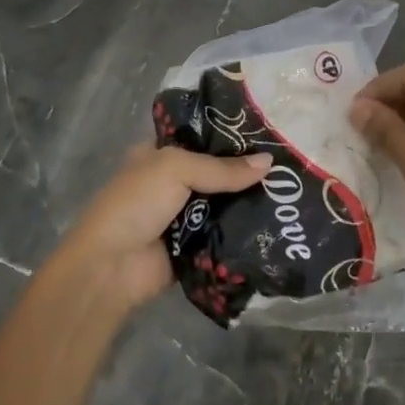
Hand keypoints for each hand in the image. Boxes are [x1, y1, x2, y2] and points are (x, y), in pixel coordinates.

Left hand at [52, 144, 270, 312]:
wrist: (111, 267)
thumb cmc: (136, 204)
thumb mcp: (175, 170)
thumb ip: (222, 168)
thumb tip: (270, 163)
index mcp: (159, 156)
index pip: (201, 139)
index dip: (231, 137)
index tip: (270, 137)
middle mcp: (172, 183)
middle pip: (217, 173)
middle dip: (247, 173)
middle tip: (289, 169)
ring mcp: (183, 217)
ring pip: (225, 205)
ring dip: (250, 204)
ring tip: (293, 195)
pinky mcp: (195, 247)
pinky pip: (225, 235)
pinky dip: (244, 233)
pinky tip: (277, 226)